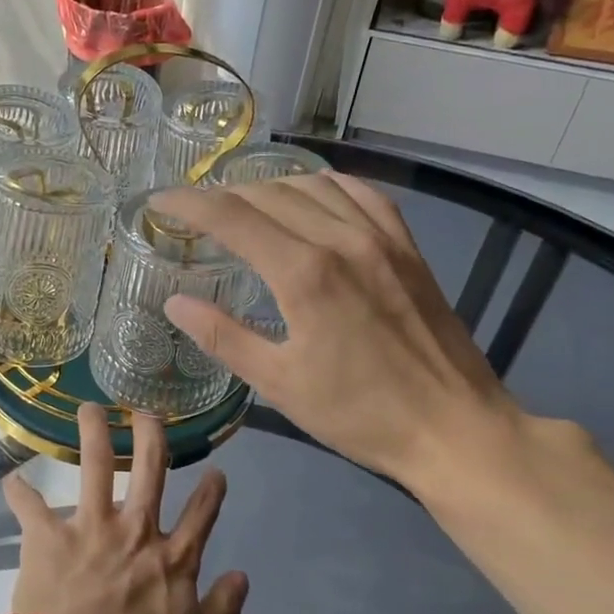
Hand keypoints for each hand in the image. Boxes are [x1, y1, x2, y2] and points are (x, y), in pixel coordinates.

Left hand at [2, 403, 247, 613]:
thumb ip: (223, 613)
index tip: (215, 472)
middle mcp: (135, 530)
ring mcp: (90, 527)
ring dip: (92, 432)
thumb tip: (242, 576)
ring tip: (89, 407)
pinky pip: (30, 507)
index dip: (211, 492)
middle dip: (150, 435)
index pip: (201, 515)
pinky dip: (20, 492)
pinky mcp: (48, 536)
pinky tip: (12, 479)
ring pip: (93, 465)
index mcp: (172, 559)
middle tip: (147, 413)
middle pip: (149, 469)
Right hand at [151, 171, 530, 495]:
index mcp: (304, 274)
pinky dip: (326, 186)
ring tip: (246, 204)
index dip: (190, 204)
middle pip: (269, 194)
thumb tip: (174, 303)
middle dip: (223, 195)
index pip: (233, 217)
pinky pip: (362, 194)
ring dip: (270, 186)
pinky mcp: (407, 248)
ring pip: (314, 185)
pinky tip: (313, 197)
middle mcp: (341, 240)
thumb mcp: (279, 384)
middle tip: (196, 212)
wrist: (453, 428)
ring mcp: (381, 238)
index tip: (160, 200)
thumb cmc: (359, 414)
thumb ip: (222, 336)